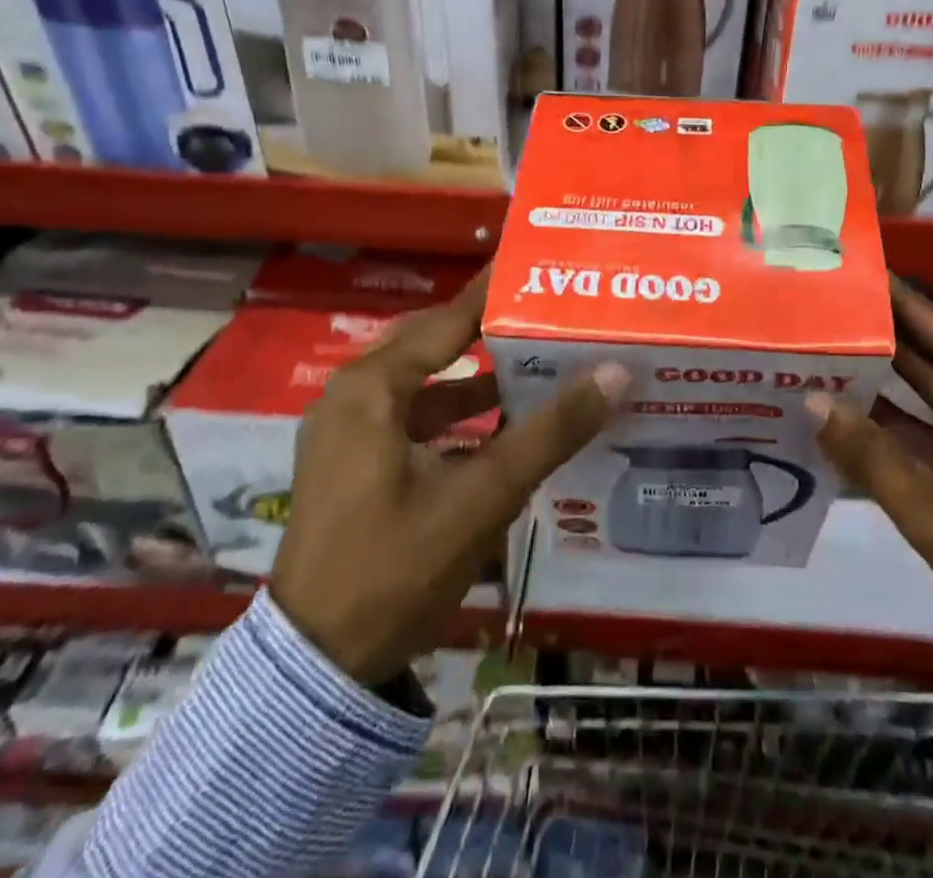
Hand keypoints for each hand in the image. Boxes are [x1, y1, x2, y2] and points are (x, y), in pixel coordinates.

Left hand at [270, 271, 627, 686]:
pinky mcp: (356, 463)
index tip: (540, 263)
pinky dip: (459, 415)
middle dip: (495, 331)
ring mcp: (350, 431)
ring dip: (480, 378)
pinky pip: (416, 417)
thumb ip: (550, 432)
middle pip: (437, 344)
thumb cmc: (394, 567)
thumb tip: (615, 372)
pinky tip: (505, 426)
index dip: (497, 291)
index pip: (449, 317)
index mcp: (373, 387)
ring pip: (428, 384)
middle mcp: (355, 395)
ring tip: (542, 364)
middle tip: (552, 313)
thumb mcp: (482, 496)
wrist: (317, 669)